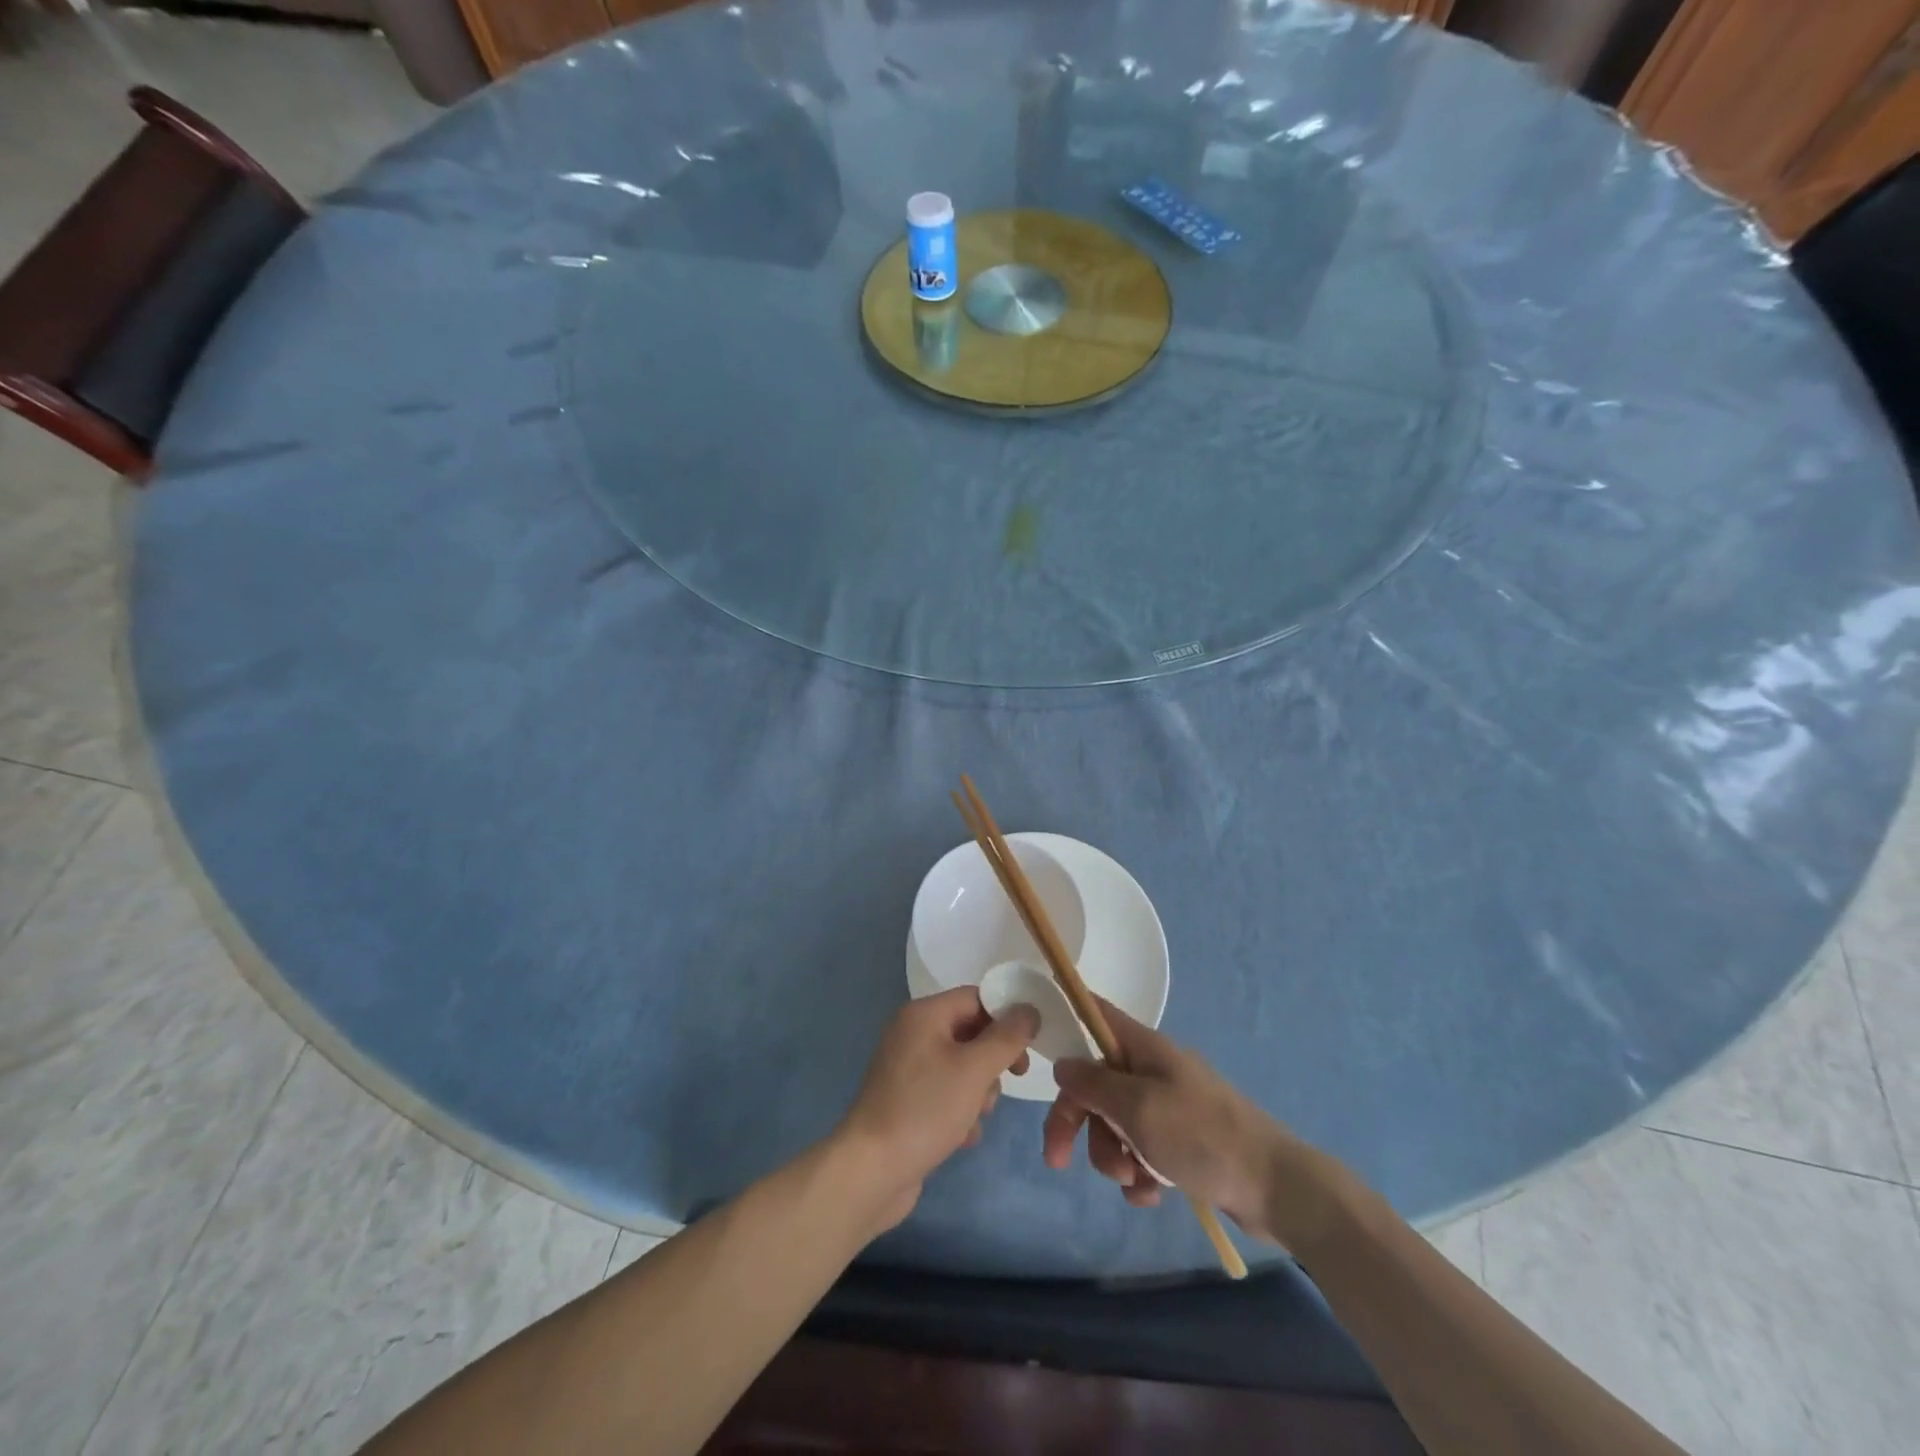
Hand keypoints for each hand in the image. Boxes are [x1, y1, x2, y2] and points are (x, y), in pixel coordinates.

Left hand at [835, 987, 1037, 1232]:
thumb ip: (1007, 1037)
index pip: (976, 998)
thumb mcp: (974, 1070)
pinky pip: (946, 1093)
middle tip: (1012, 1080)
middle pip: (970, 1032)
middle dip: (992, 1060)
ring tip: (975, 1116)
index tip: (1030, 1044)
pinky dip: (960, 1110)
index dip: (1006, 1016)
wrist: (871, 1171)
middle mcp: (912, 1033)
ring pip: (962, 1067)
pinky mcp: (907, 1100)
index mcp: (923, 1014)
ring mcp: (908, 1069)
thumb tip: (1029, 1009)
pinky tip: (961, 1136)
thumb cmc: (925, 1109)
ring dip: (979, 1091)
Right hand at [1042, 998, 1332, 1248]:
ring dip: (1113, 1155)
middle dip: (1079, 1121)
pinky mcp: (1181, 1142)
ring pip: (1115, 1123)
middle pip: (1094, 1082)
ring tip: (1135, 1179)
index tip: (1036, 1040)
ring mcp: (1168, 1106)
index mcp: (1143, 1047)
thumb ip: (1093, 1084)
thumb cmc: (1201, 1136)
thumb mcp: (1137, 1108)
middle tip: (1059, 1159)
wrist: (1274, 1187)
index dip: (1066, 1014)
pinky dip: (1140, 1174)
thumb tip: (1063, 1063)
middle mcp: (1152, 1069)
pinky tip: (1153, 1194)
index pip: (1095, 1013)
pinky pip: (1141, 1152)